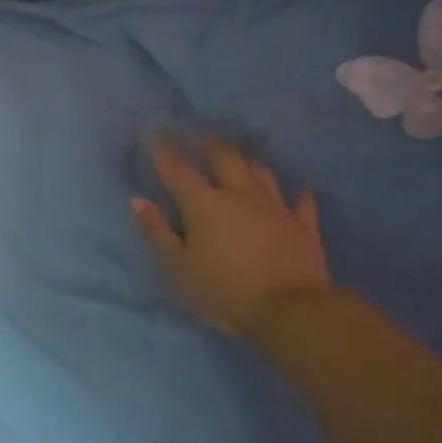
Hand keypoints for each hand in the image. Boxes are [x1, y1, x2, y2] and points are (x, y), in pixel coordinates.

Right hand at [133, 135, 331, 334]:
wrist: (291, 310)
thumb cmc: (224, 290)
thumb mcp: (178, 266)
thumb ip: (157, 232)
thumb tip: (138, 201)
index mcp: (204, 205)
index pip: (179, 170)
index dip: (166, 150)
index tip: (157, 132)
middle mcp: (240, 196)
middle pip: (225, 159)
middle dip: (210, 146)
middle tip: (201, 138)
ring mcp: (275, 208)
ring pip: (261, 173)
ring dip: (248, 161)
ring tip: (240, 156)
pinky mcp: (303, 227)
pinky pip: (302, 204)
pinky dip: (299, 195)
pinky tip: (301, 189)